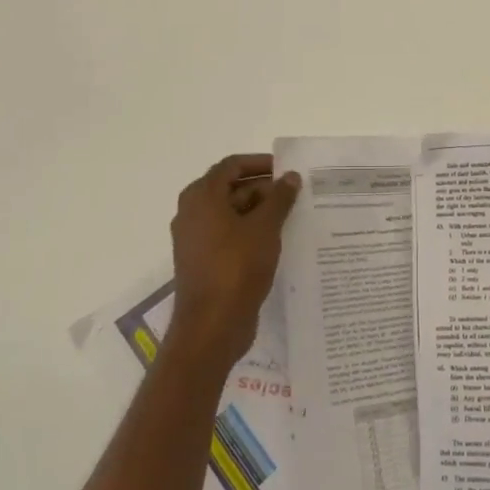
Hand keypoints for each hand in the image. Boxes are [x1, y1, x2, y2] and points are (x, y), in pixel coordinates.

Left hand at [167, 154, 300, 372]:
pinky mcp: (204, 261)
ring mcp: (197, 240)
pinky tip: (278, 240)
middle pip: (231, 188)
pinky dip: (252, 232)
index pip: (231, 166)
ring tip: (293, 216)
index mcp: (201, 197)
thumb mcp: (265, 227)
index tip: (287, 169)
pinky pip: (230, 236)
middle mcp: (193, 213)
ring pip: (232, 214)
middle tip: (296, 195)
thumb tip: (291, 177)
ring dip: (260, 211)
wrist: (212, 325)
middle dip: (264, 189)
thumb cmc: (237, 267)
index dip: (260, 163)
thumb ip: (279, 198)